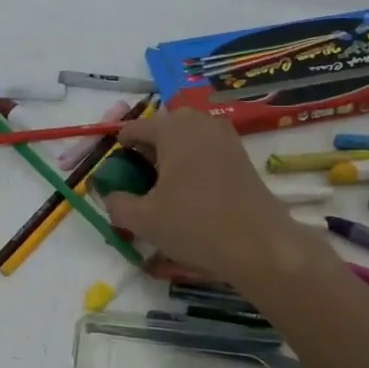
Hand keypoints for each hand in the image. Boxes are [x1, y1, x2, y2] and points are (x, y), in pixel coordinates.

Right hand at [101, 110, 303, 285]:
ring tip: (165, 187)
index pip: (134, 128)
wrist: (259, 244)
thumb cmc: (195, 226)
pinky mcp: (241, 154)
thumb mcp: (144, 220)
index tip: (115, 173)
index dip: (119, 149)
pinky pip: (206, 148)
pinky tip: (191, 191)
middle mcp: (199, 123)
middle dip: (148, 148)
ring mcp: (225, 136)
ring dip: (172, 154)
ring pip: (187, 136)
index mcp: (172, 129)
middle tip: (140, 179)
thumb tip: (109, 194)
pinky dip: (193, 161)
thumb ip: (117, 203)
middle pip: (162, 127)